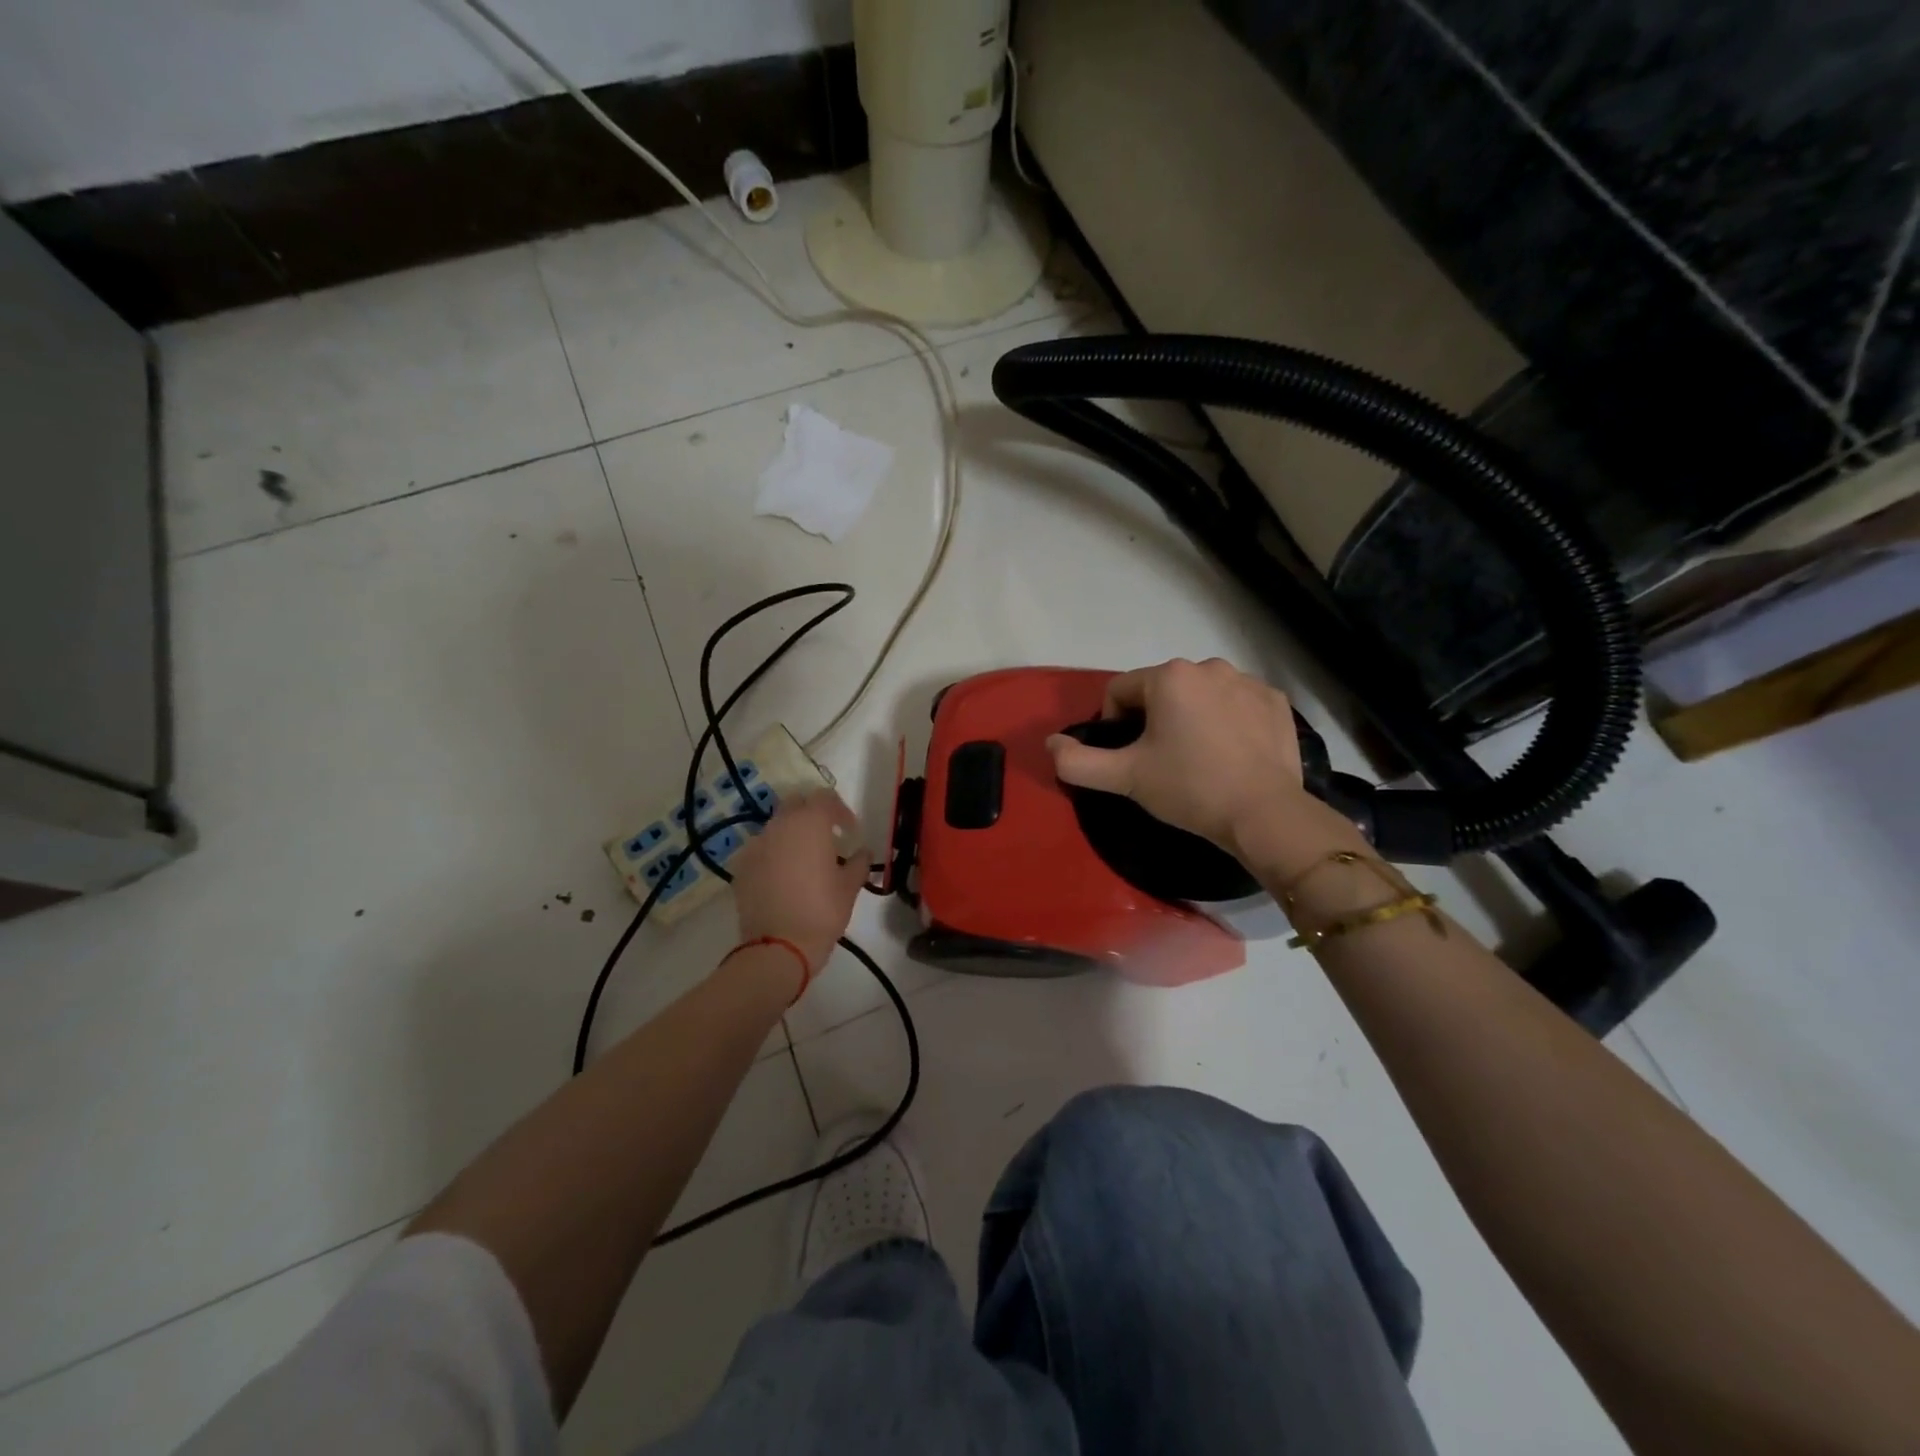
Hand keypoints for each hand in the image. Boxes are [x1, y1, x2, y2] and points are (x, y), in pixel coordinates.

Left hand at [730, 791, 869, 976]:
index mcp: (810, 823)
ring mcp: (756, 844)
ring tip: (803, 859)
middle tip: (826, 838)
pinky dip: (773, 854)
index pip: (825, 797)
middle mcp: (780, 825)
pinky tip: (782, 876)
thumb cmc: (822, 911)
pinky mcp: (741, 865)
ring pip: (776, 826)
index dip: (840, 811)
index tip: (849, 831)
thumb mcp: (850, 887)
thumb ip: (859, 862)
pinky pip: (760, 849)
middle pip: (796, 804)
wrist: (778, 947)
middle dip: (811, 815)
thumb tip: (862, 852)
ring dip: (791, 834)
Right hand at [1046, 657, 1317, 860]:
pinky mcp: (1276, 701)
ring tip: (1199, 758)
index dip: (1115, 725)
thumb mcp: (1126, 778)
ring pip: (1200, 695)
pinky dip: (1228, 721)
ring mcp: (1247, 681)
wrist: (1264, 814)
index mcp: (1169, 677)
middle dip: (1155, 720)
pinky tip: (1232, 753)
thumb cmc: (1189, 788)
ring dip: (1191, 717)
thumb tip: (1051, 744)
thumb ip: (1078, 761)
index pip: (1120, 691)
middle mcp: (1208, 666)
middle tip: (1162, 761)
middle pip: (1162, 691)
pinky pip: (1237, 703)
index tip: (1130, 758)